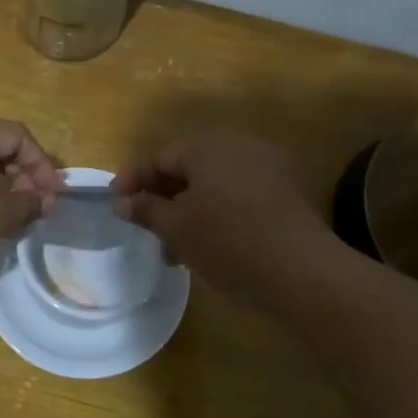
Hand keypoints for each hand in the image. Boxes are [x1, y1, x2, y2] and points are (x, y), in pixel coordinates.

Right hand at [113, 131, 332, 303]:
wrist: (301, 271)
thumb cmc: (226, 241)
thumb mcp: (176, 228)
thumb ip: (145, 210)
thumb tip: (122, 202)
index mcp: (207, 146)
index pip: (158, 156)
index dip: (132, 180)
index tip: (116, 206)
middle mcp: (237, 146)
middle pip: (187, 167)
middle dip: (161, 198)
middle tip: (145, 228)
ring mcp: (266, 168)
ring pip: (211, 184)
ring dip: (187, 210)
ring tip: (174, 249)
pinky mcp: (284, 192)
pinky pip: (236, 195)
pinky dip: (215, 213)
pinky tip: (207, 246)